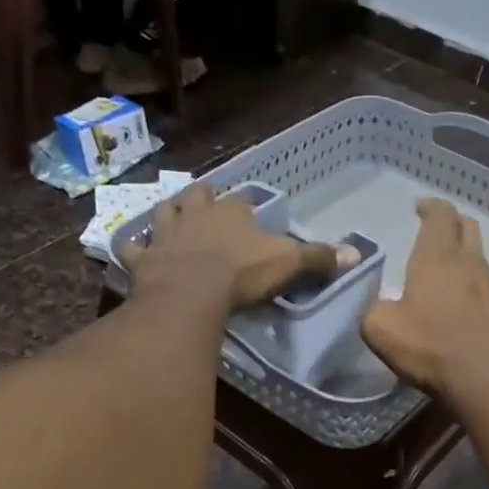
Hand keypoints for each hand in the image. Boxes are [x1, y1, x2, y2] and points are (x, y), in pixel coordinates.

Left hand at [123, 183, 345, 310]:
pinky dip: (134, 247)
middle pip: (197, 195)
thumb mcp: (289, 264)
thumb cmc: (242, 274)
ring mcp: (165, 233)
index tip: (250, 216)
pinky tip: (136, 250)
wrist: (191, 293)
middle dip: (202, 200)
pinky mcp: (142, 257)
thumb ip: (319, 258)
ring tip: (173, 220)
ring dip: (169, 214)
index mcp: (232, 211)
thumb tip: (357, 252)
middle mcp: (196, 213)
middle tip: (207, 209)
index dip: (245, 207)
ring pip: (163, 212)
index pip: (241, 201)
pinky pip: (132, 246)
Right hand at [361, 200, 488, 407]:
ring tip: (448, 271)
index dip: (430, 207)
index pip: (440, 215)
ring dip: (465, 256)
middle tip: (435, 231)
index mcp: (437, 258)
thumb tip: (379, 306)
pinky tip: (465, 305)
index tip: (420, 207)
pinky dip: (475, 286)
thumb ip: (373, 310)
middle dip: (451, 224)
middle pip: (468, 228)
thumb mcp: (381, 330)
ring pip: (481, 258)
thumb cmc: (432, 349)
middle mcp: (470, 264)